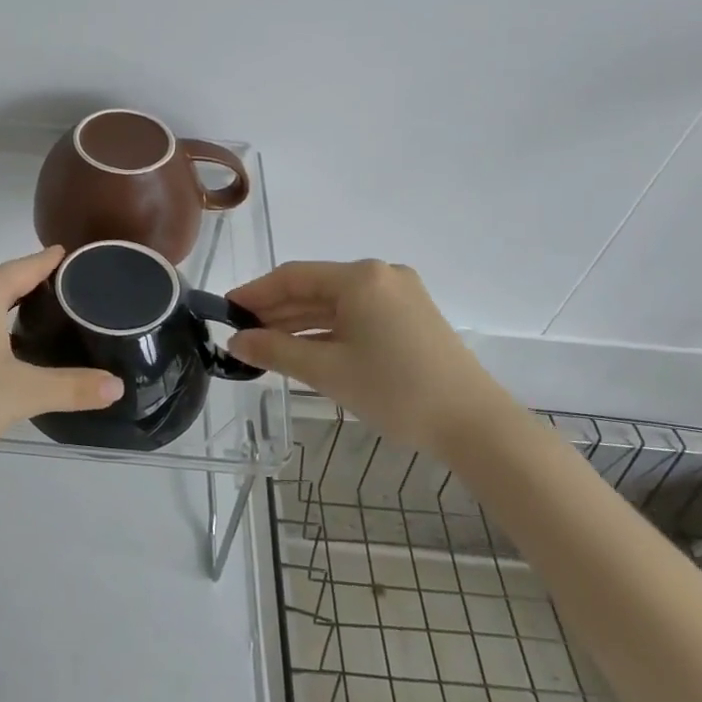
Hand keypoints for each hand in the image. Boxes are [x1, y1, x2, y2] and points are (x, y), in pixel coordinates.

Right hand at [226, 260, 514, 454]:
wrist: (475, 425)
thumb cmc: (396, 391)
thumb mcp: (328, 371)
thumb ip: (276, 350)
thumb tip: (236, 341)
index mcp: (360, 278)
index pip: (293, 276)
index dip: (256, 293)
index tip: (227, 310)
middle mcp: (380, 276)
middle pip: (315, 288)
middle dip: (277, 310)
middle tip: (242, 333)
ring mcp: (400, 296)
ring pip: (336, 304)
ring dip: (300, 322)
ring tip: (265, 344)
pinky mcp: (411, 318)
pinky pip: (357, 316)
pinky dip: (328, 331)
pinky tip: (304, 349)